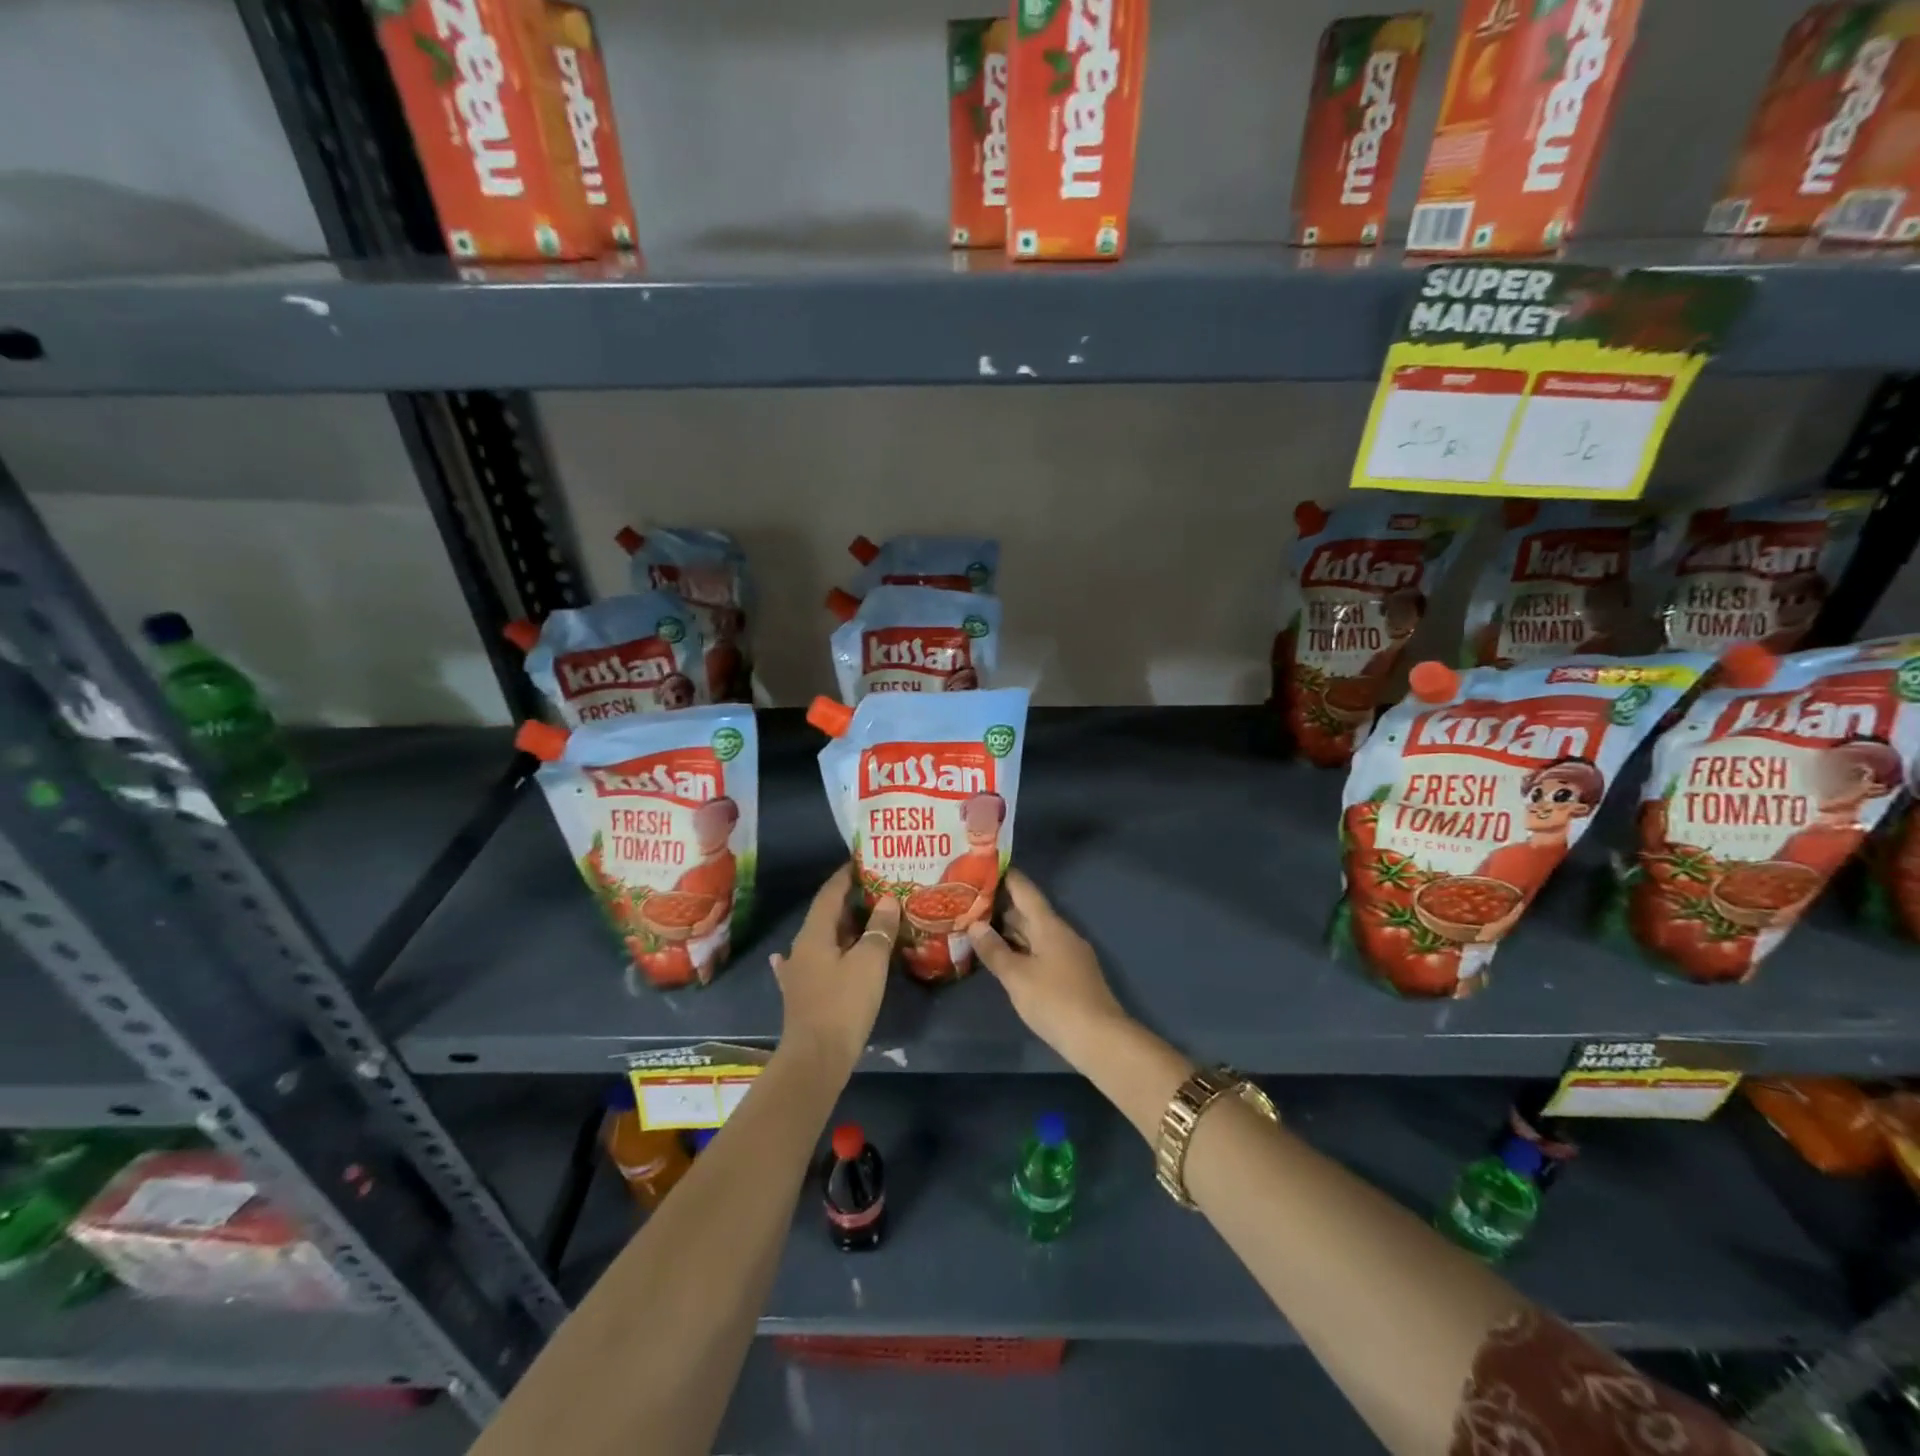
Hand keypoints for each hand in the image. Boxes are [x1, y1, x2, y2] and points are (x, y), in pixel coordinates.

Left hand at [770, 865, 899, 1078]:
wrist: (816, 1058)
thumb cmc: (844, 1004)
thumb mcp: (869, 962)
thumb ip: (879, 928)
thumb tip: (887, 900)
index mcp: (814, 934)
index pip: (829, 894)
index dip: (845, 876)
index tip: (863, 862)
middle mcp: (801, 948)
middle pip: (825, 915)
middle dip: (849, 901)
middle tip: (877, 890)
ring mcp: (798, 972)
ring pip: (822, 939)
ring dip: (842, 928)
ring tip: (866, 919)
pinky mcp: (802, 994)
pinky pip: (815, 963)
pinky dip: (826, 953)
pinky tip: (820, 954)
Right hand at [966, 870, 1127, 1064]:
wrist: (1099, 1038)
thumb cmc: (1054, 1001)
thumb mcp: (1017, 976)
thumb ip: (994, 950)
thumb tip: (975, 924)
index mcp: (1049, 925)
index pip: (1025, 890)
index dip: (1006, 877)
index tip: (984, 865)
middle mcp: (1060, 933)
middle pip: (1029, 912)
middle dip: (1001, 906)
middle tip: (969, 901)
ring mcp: (1068, 954)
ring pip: (1034, 934)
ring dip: (1009, 930)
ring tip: (978, 927)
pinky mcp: (1070, 975)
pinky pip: (1040, 951)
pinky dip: (1020, 949)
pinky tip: (1003, 957)